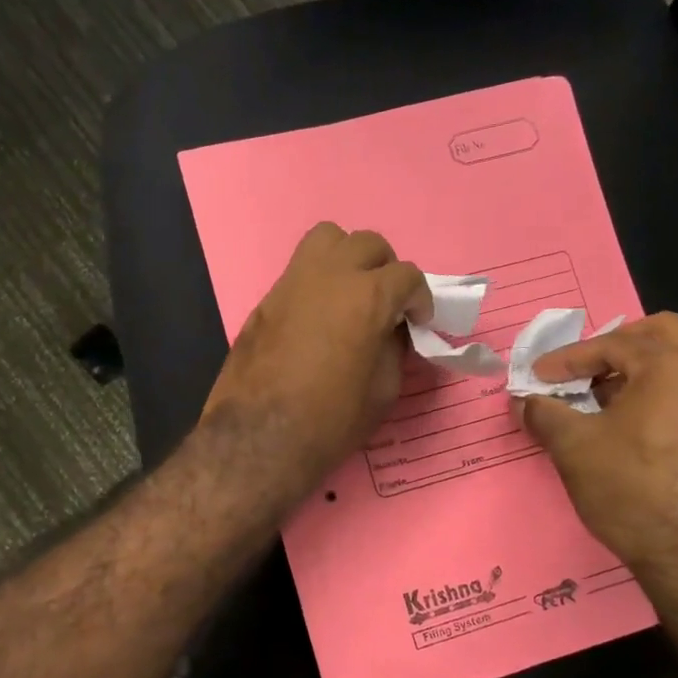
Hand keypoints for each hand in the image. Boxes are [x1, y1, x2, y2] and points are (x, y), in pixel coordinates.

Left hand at [200, 223, 430, 504]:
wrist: (258, 438)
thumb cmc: (330, 421)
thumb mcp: (382, 391)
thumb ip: (393, 349)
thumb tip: (391, 332)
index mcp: (366, 297)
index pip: (407, 275)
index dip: (420, 299)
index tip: (418, 321)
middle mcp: (329, 276)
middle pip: (367, 244)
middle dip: (385, 270)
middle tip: (386, 304)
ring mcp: (291, 282)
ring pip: (327, 239)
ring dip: (347, 258)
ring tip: (350, 293)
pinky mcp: (266, 299)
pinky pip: (299, 270)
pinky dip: (318, 280)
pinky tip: (318, 316)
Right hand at [520, 312, 677, 582]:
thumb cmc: (633, 489)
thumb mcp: (574, 447)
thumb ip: (544, 413)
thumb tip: (523, 400)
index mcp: (675, 365)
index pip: (613, 343)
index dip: (567, 359)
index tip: (536, 377)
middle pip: (660, 335)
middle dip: (614, 346)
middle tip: (580, 368)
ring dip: (637, 371)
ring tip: (596, 398)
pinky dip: (657, 393)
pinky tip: (625, 424)